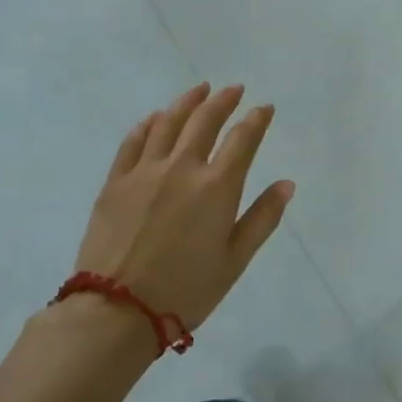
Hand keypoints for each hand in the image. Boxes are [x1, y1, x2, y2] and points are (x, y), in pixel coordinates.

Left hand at [71, 83, 294, 338]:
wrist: (115, 312)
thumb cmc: (185, 290)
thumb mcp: (235, 260)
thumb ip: (263, 218)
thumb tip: (286, 184)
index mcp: (217, 186)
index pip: (243, 139)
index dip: (256, 119)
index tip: (264, 108)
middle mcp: (182, 168)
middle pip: (205, 121)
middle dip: (223, 101)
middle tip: (234, 89)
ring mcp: (145, 171)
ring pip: (168, 123)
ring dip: (187, 102)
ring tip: (199, 90)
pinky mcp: (115, 182)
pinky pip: (133, 141)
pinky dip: (148, 124)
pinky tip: (156, 117)